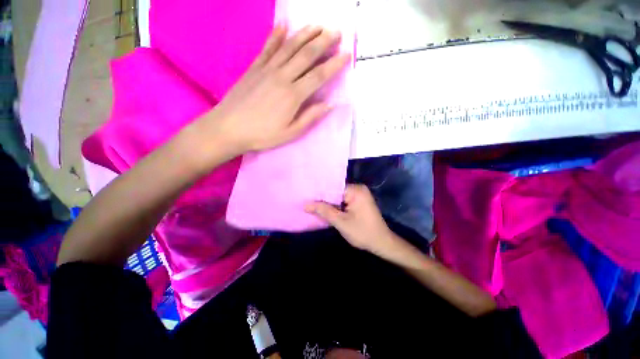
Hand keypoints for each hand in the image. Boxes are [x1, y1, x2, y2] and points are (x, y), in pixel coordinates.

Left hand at [199, 25, 350, 156]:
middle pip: (306, 54)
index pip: (319, 75)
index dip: (334, 64)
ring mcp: (267, 69)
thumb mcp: (290, 133)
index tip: (347, 54)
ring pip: (290, 46)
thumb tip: (329, 105)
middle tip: (337, 32)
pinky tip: (283, 24)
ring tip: (318, 25)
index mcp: (293, 95)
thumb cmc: (262, 134)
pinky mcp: (254, 67)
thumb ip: (310, 117)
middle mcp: (282, 77)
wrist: (229, 128)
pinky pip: (268, 48)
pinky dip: (276, 35)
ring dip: (305, 34)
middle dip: (324, 41)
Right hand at [305, 184, 395, 254]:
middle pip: (335, 191)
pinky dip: (335, 206)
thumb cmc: (362, 233)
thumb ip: (323, 211)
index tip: (306, 197)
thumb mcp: (341, 222)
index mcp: (355, 190)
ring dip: (328, 203)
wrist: (382, 243)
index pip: (332, 187)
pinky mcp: (359, 202)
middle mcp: (358, 189)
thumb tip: (305, 204)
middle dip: (322, 199)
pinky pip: (343, 201)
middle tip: (306, 202)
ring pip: (338, 197)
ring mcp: (359, 195)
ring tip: (311, 205)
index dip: (319, 193)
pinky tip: (324, 210)